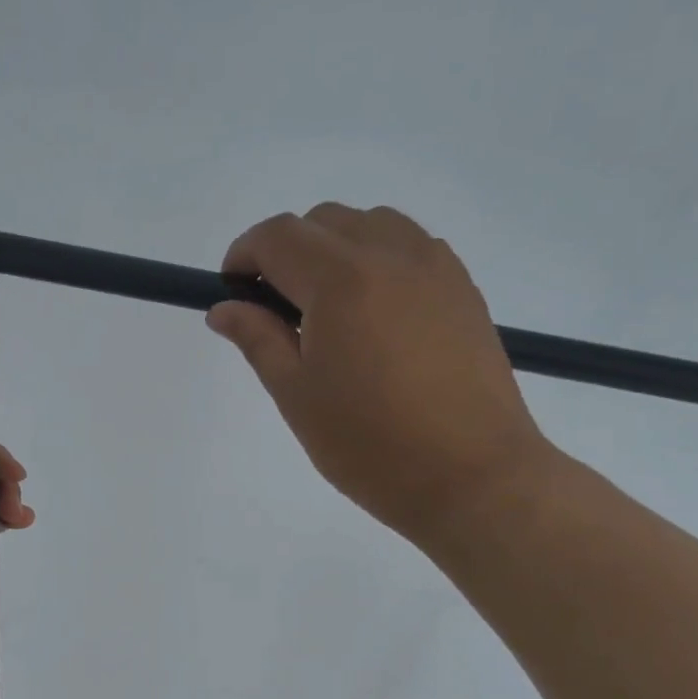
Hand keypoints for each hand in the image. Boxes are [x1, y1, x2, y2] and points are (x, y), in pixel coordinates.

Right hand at [207, 202, 559, 553]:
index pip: (278, 236)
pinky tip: (375, 318)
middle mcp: (391, 254)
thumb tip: (224, 308)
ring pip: (371, 226)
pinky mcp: (464, 289)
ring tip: (329, 313)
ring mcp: (436, 267)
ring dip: (335, 250)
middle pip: (323, 222)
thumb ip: (258, 339)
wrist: (473, 477)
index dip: (244, 255)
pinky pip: (410, 248)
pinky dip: (378, 261)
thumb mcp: (297, 396)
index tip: (232, 292)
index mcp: (342, 280)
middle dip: (288, 252)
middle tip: (277, 312)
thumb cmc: (371, 446)